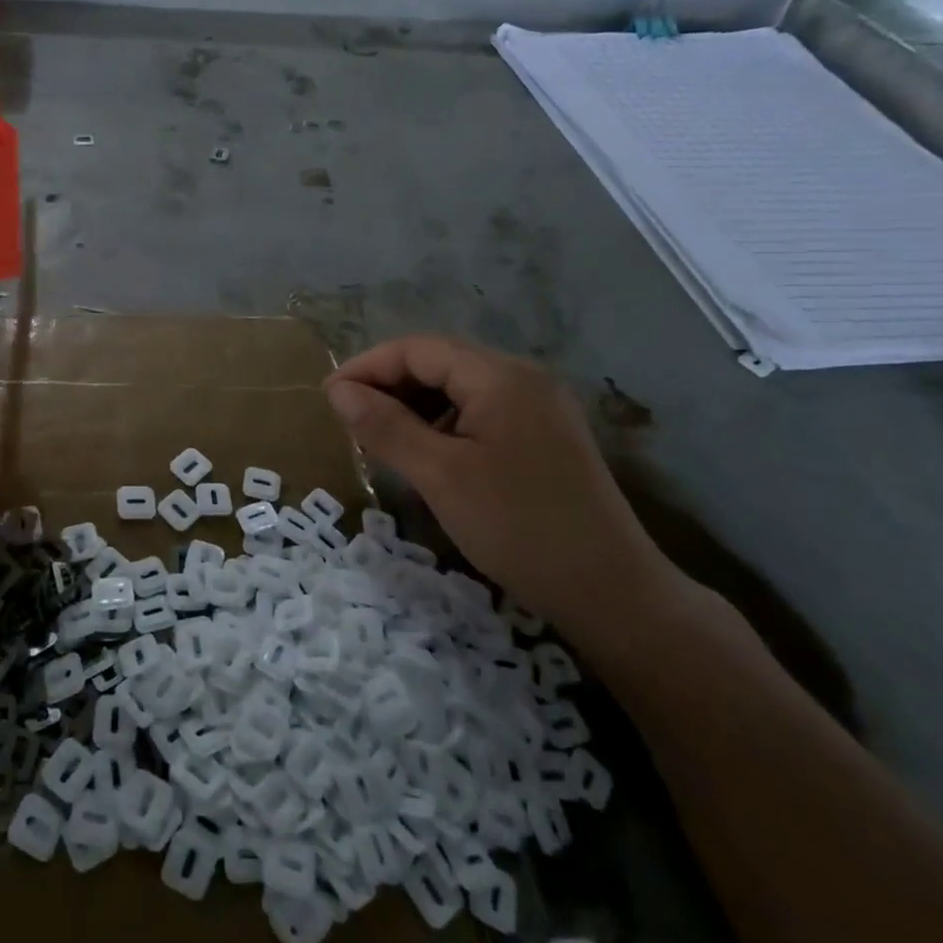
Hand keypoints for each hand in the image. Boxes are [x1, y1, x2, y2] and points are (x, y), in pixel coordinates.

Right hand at [325, 335, 680, 645]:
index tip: (329, 398)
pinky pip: (481, 411)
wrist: (613, 593)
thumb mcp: (440, 475)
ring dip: (415, 405)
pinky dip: (444, 424)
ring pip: (459, 388)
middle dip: (390, 384)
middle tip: (350, 419)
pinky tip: (428, 454)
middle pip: (440, 362)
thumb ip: (385, 426)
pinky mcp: (545, 435)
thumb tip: (337, 391)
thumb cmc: (519, 527)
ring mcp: (540, 406)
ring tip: (382, 438)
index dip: (368, 366)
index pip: (419, 349)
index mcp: (501, 376)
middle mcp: (524, 378)